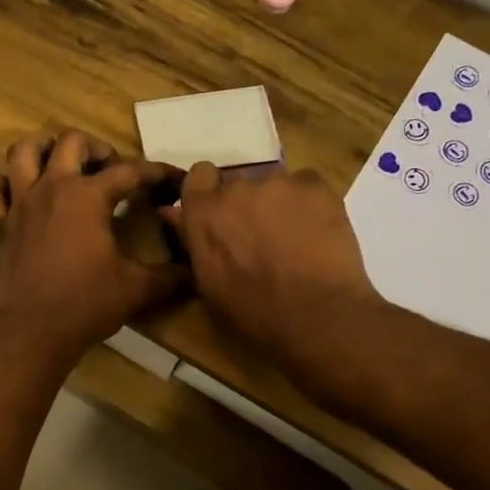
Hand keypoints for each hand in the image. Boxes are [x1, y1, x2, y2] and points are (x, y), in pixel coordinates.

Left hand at [0, 130, 183, 362]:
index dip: (156, 173)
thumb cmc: (87, 304)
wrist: (34, 331)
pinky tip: (17, 195)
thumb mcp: (137, 289)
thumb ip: (170, 276)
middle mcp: (51, 188)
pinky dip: (2, 186)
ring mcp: (20, 204)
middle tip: (109, 168)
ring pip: (22, 154)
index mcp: (87, 196)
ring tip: (60, 165)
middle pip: (71, 142)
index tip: (172, 180)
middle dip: (96, 148)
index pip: (129, 172)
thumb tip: (196, 271)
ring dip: (43, 151)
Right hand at [166, 162, 381, 376]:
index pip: (199, 175)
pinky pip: (307, 186)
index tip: (220, 213)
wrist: (316, 313)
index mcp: (203, 213)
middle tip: (260, 236)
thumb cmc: (254, 310)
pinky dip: (309, 203)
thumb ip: (192, 240)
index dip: (210, 191)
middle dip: (246, 204)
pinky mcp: (315, 185)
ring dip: (278, 204)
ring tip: (295, 238)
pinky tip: (317, 232)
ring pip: (274, 185)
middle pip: (238, 183)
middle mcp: (236, 188)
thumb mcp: (209, 282)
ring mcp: (277, 183)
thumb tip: (172, 213)